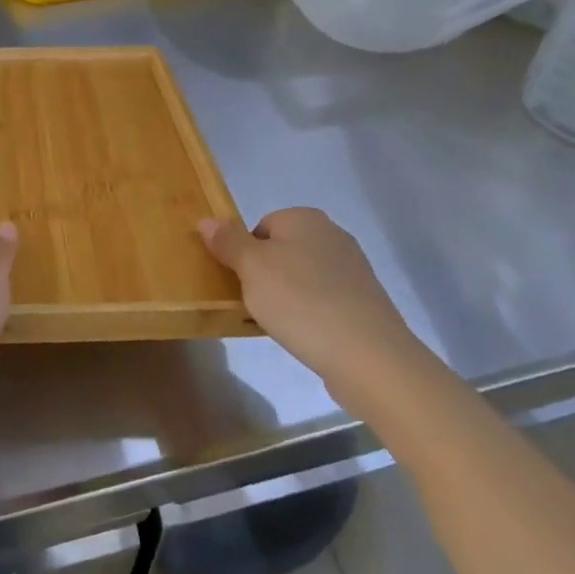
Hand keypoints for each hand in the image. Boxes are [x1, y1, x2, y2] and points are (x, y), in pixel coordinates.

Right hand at [199, 208, 428, 410]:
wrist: (367, 355)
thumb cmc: (300, 301)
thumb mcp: (251, 268)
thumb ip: (228, 242)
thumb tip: (206, 220)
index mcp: (305, 218)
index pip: (260, 226)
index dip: (244, 254)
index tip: (240, 282)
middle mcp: (332, 235)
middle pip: (281, 251)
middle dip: (264, 275)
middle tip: (253, 303)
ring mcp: (353, 269)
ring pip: (302, 277)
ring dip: (286, 297)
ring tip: (278, 324)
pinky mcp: (364, 301)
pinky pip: (322, 301)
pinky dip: (309, 314)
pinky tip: (303, 335)